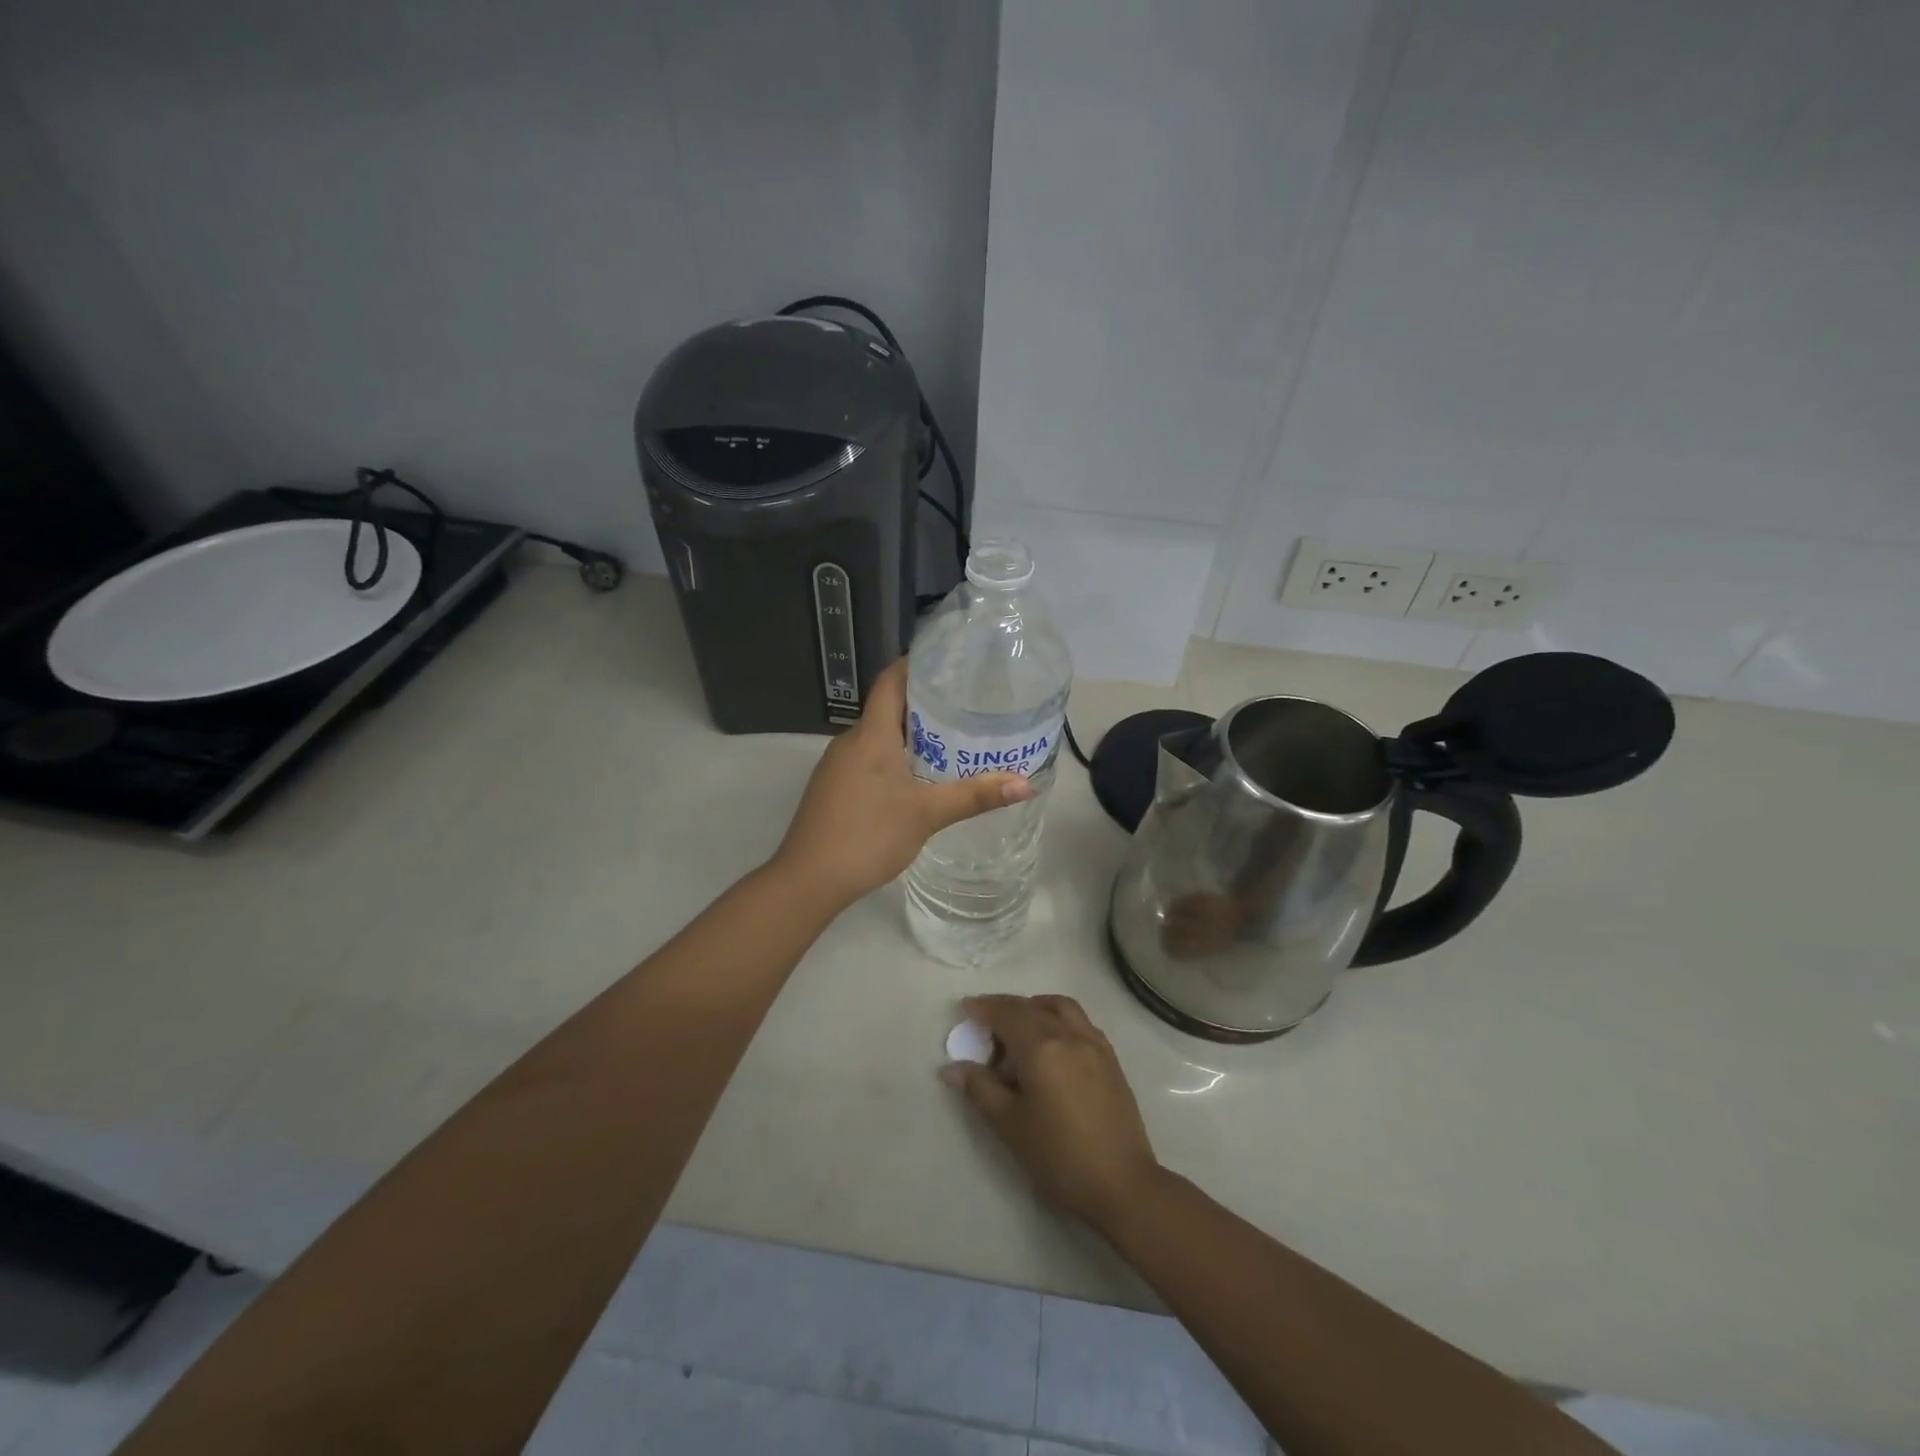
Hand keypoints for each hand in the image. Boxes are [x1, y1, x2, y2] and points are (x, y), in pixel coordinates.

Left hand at [771, 659, 1031, 909]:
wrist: (808, 880)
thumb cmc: (868, 835)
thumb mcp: (927, 815)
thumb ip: (975, 796)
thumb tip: (1026, 784)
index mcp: (870, 735)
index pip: (890, 681)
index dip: (916, 665)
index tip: (950, 662)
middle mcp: (850, 741)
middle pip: (887, 708)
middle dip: (924, 703)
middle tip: (966, 703)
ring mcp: (837, 766)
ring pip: (878, 736)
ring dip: (911, 734)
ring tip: (951, 738)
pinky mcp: (834, 788)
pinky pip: (868, 758)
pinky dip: (895, 757)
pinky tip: (918, 777)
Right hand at [941, 995, 1163, 1232]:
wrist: (1122, 1184)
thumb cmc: (1059, 1157)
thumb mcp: (1010, 1125)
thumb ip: (980, 1089)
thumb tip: (952, 1068)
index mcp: (1041, 1048)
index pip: (1006, 1014)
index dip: (983, 1008)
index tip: (965, 1008)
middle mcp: (1069, 1035)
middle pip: (1031, 1007)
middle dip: (1004, 1008)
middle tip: (984, 1025)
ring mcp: (1094, 1043)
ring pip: (1059, 1007)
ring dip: (1034, 1007)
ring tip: (1018, 1028)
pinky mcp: (1110, 1058)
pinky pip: (1079, 1022)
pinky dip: (1058, 1018)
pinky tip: (1051, 1044)